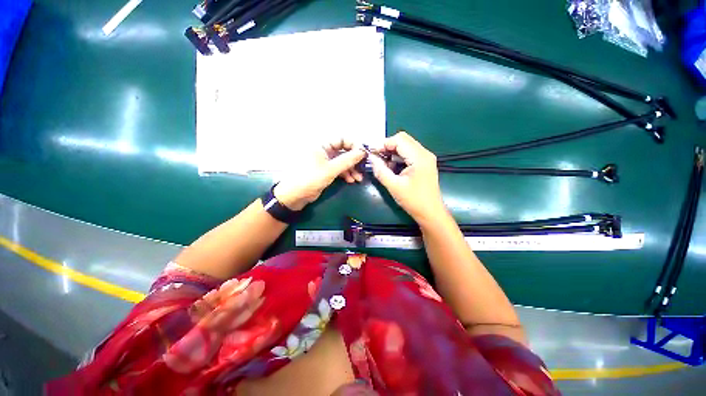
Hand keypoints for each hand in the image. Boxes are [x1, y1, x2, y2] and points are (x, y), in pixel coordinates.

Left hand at [273, 139, 365, 210]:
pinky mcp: (325, 171)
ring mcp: (325, 161)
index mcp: (322, 145)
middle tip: (363, 168)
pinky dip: (345, 174)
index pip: (342, 139)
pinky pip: (338, 169)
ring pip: (342, 162)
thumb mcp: (331, 169)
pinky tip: (351, 180)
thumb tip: (363, 152)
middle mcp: (324, 151)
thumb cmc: (310, 179)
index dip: (354, 145)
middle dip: (354, 160)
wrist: (294, 196)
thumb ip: (348, 160)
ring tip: (358, 178)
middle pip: (344, 151)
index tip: (364, 154)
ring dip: (351, 169)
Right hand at [368, 131, 446, 223]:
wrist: (430, 213)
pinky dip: (398, 157)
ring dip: (392, 152)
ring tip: (383, 164)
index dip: (384, 144)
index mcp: (419, 157)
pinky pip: (408, 154)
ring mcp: (425, 158)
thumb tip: (371, 158)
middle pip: (403, 140)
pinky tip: (392, 168)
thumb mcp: (394, 186)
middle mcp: (424, 153)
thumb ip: (381, 170)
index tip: (372, 154)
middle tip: (376, 158)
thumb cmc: (413, 200)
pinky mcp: (424, 163)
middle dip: (387, 147)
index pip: (399, 139)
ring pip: (405, 146)